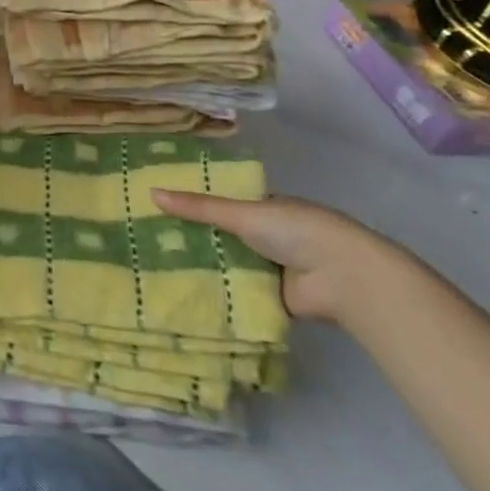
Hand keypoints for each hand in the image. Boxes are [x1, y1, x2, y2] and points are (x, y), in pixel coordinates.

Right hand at [150, 189, 402, 323]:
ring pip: (227, 265)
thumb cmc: (295, 231)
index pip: (222, 205)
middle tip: (147, 241)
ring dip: (202, 269)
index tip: (157, 209)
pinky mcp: (270, 297)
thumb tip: (151, 193)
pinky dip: (216, 295)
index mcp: (265, 208)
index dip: (193, 206)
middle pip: (222, 237)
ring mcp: (270, 268)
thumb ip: (199, 208)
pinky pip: (236, 293)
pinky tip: (181, 294)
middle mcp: (267, 236)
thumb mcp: (243, 213)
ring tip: (153, 268)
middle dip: (192, 240)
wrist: (342, 278)